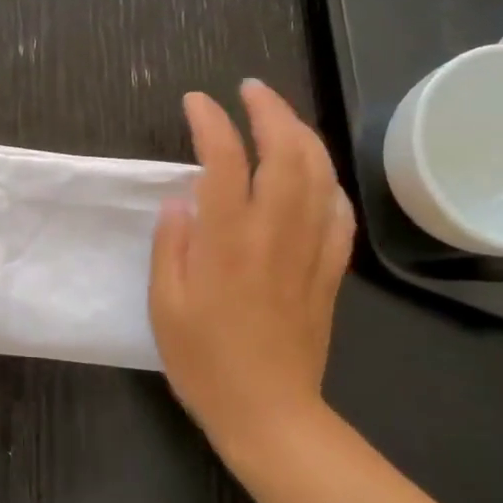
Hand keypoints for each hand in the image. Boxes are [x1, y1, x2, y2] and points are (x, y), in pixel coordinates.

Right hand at [150, 80, 353, 462]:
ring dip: (302, 135)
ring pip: (319, 175)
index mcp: (227, 241)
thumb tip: (180, 199)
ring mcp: (310, 250)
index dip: (211, 122)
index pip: (224, 161)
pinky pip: (338, 214)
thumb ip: (171, 245)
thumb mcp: (164, 305)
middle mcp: (275, 234)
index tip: (196, 102)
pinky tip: (316, 173)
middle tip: (250, 91)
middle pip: (286, 153)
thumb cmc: (203, 361)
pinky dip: (328, 181)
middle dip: (270, 111)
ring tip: (281, 117)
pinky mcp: (330, 272)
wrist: (268, 412)